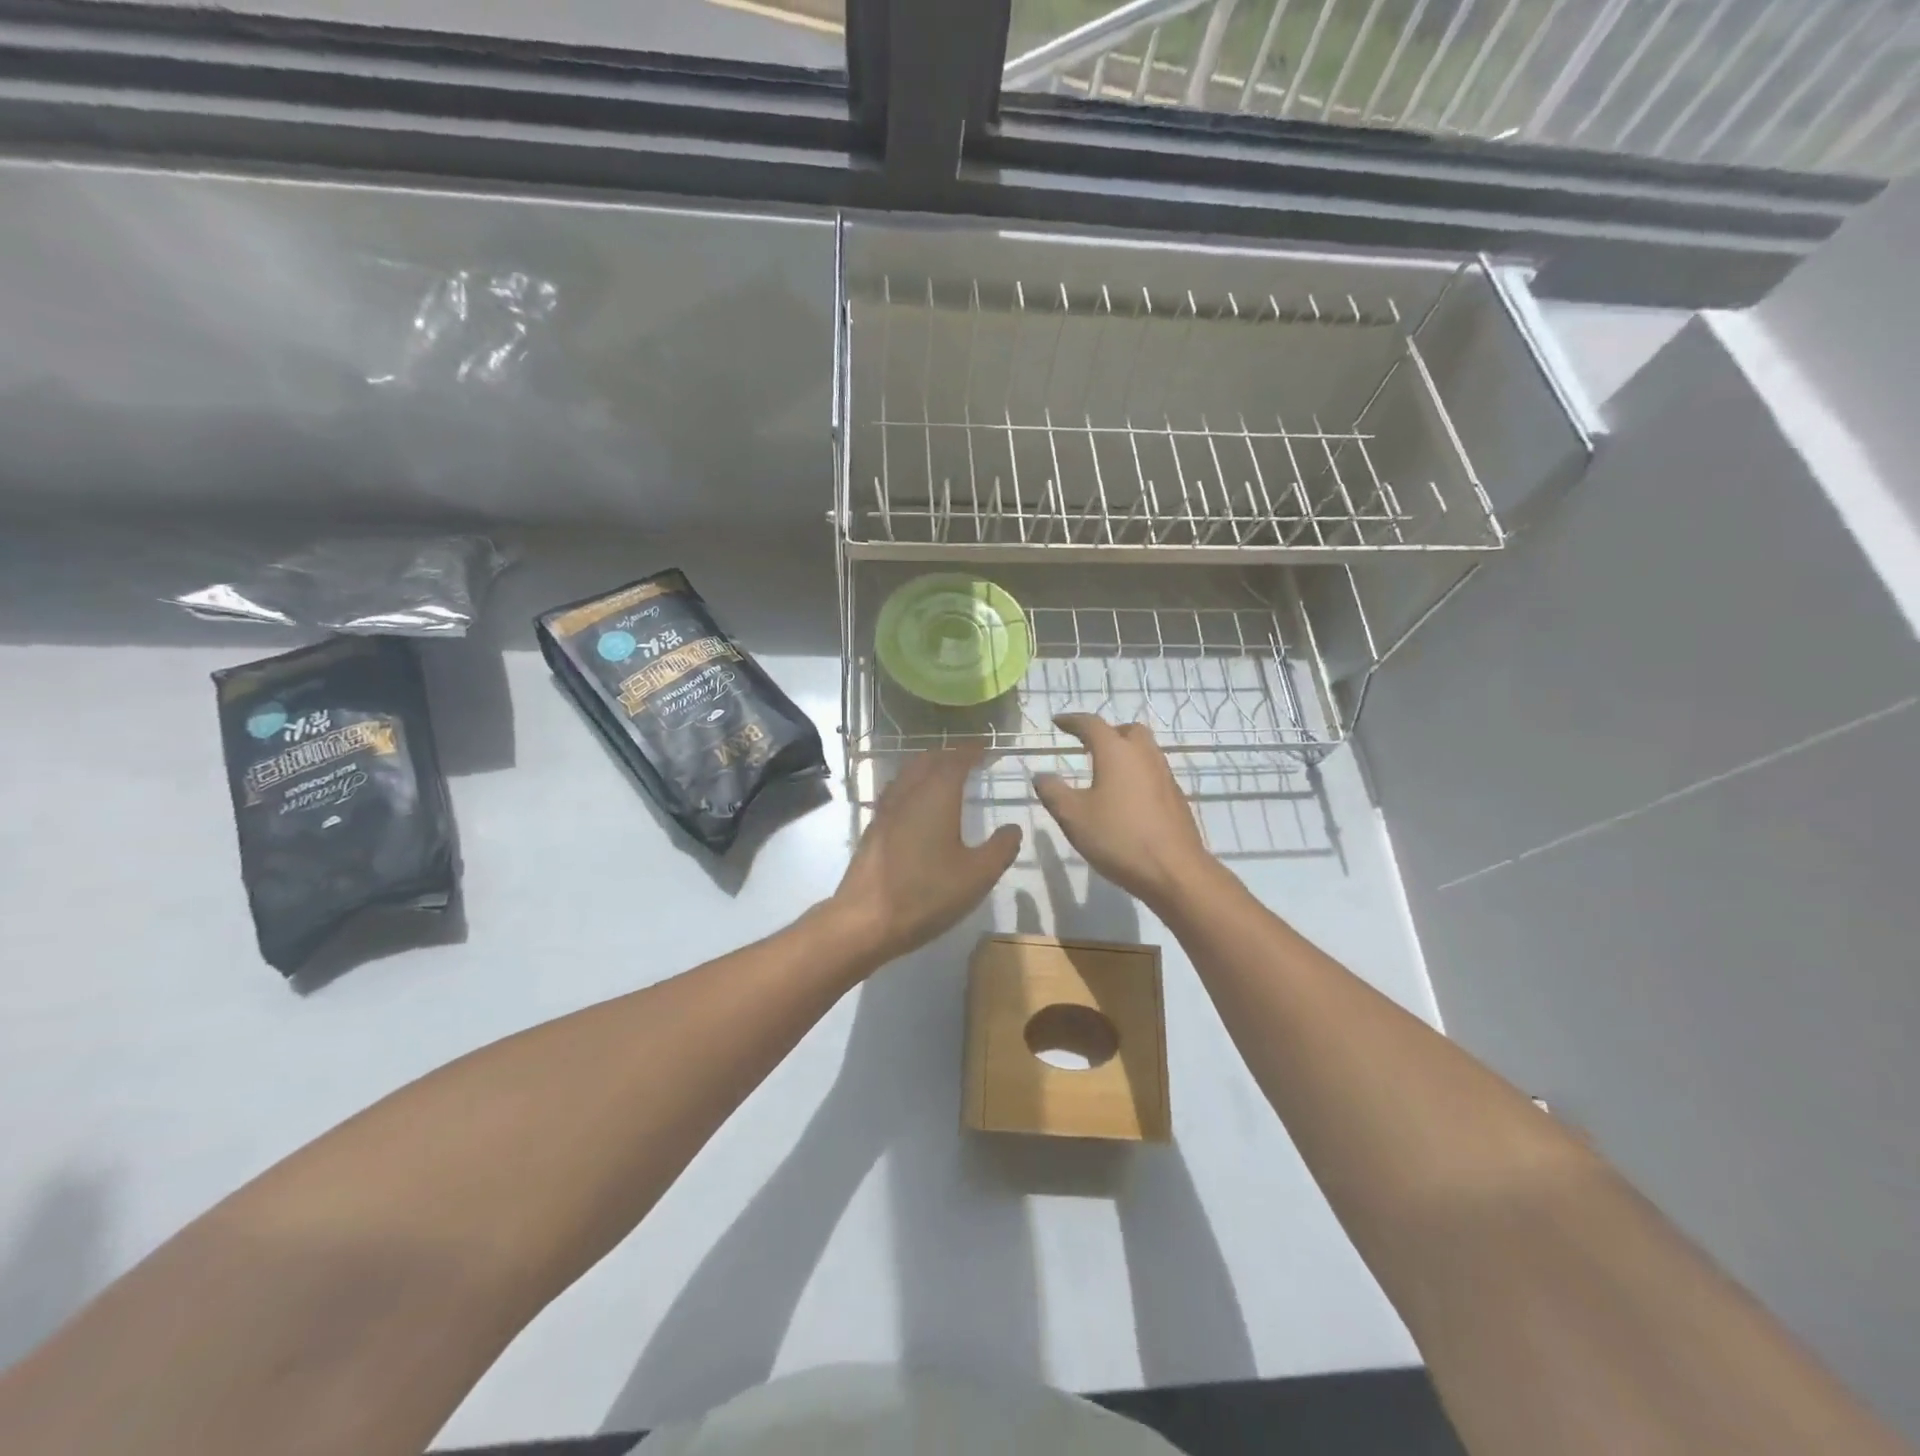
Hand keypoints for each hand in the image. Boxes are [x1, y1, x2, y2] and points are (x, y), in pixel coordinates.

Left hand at [829, 746, 1021, 967]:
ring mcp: (886, 810)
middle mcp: (908, 793)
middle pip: (928, 760)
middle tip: (970, 759)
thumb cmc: (926, 894)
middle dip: (950, 754)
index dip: (972, 750)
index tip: (987, 748)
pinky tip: (918, 805)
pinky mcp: (873, 829)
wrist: (866, 920)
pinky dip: (913, 786)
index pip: (956, 759)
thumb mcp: (977, 875)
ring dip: (929, 767)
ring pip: (908, 774)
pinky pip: (897, 792)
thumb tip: (1012, 829)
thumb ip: (1000, 849)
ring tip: (946, 776)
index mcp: (936, 795)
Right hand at [1034, 714, 1215, 911]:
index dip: (1072, 721)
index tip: (1058, 722)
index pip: (1091, 724)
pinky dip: (1136, 774)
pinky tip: (1125, 799)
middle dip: (1106, 733)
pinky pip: (1153, 773)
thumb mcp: (1073, 817)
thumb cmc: (1118, 838)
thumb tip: (1041, 776)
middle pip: (1127, 730)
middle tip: (1088, 746)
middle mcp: (1144, 755)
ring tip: (1105, 772)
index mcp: (1117, 752)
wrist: (1174, 871)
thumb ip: (1053, 792)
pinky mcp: (1176, 798)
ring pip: (1144, 750)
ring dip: (1124, 753)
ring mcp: (1165, 776)